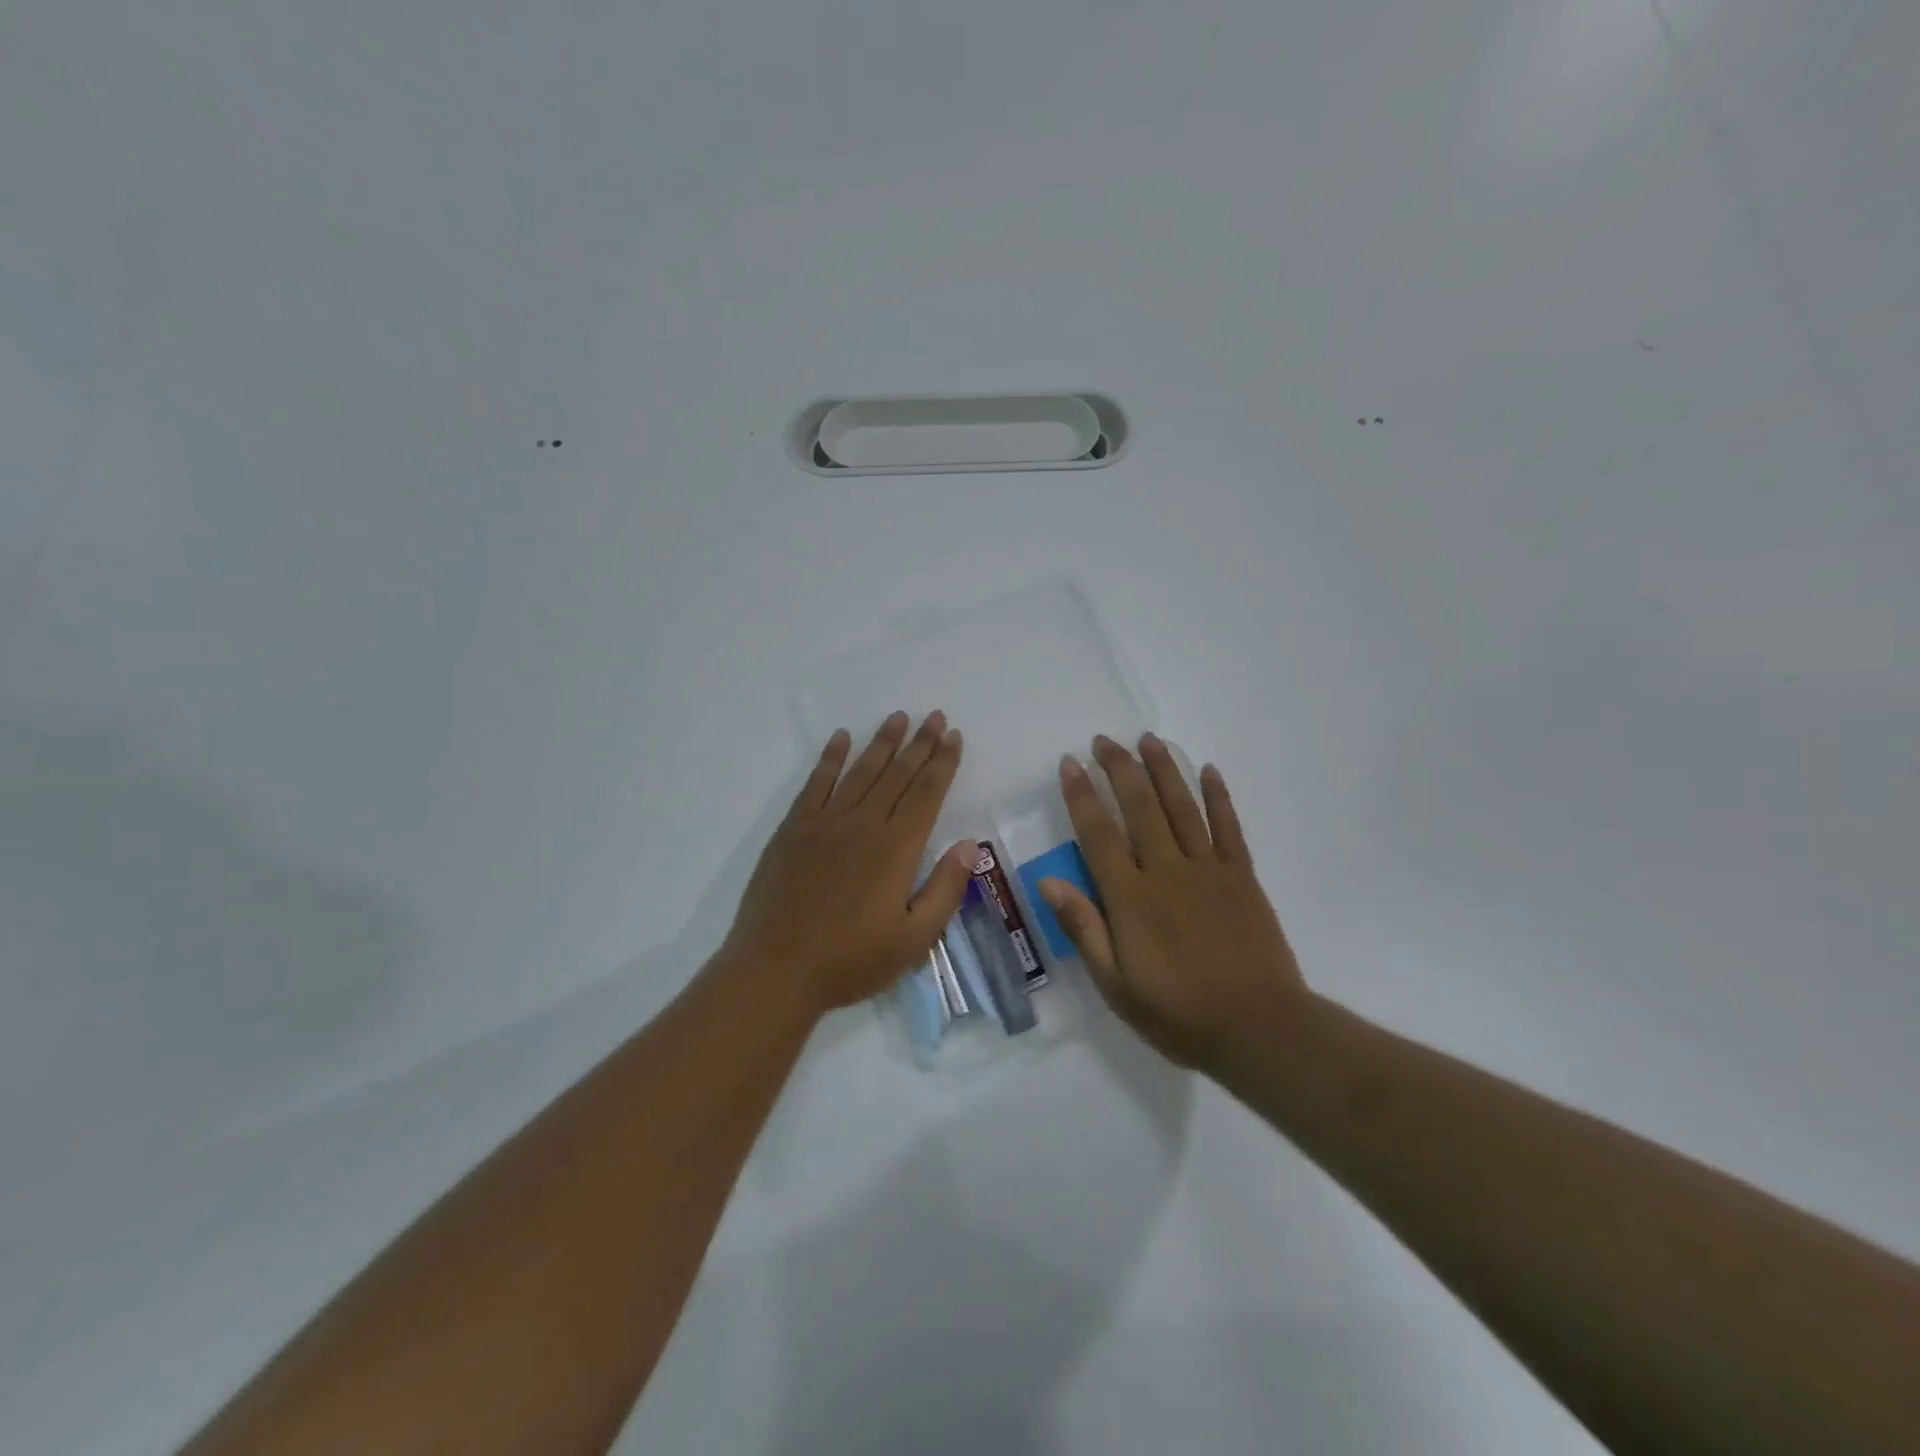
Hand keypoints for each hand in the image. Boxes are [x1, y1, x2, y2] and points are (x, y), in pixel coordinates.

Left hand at [722, 712, 977, 1015]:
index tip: (953, 736)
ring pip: (861, 771)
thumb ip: (945, 890)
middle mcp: (863, 825)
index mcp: (896, 849)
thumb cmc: (850, 961)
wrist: (775, 970)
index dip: (942, 763)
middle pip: (897, 774)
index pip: (926, 794)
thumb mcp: (913, 940)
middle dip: (919, 743)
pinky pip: (816, 783)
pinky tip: (841, 738)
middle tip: (934, 715)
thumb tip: (968, 844)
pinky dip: (830, 758)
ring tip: (898, 717)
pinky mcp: (793, 830)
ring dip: (882, 742)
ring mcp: (825, 823)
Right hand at [1038, 733, 1308, 1072]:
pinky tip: (1208, 770)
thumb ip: (1083, 928)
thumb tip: (1048, 881)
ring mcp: (1208, 870)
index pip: (1098, 834)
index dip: (1082, 795)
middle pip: (1139, 808)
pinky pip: (1228, 827)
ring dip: (1164, 769)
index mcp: (1131, 898)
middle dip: (1119, 769)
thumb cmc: (1178, 1014)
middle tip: (1104, 740)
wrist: (1259, 1029)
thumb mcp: (1115, 985)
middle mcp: (1166, 871)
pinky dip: (1218, 796)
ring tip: (1148, 738)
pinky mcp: (1242, 877)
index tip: (1070, 764)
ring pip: (1182, 807)